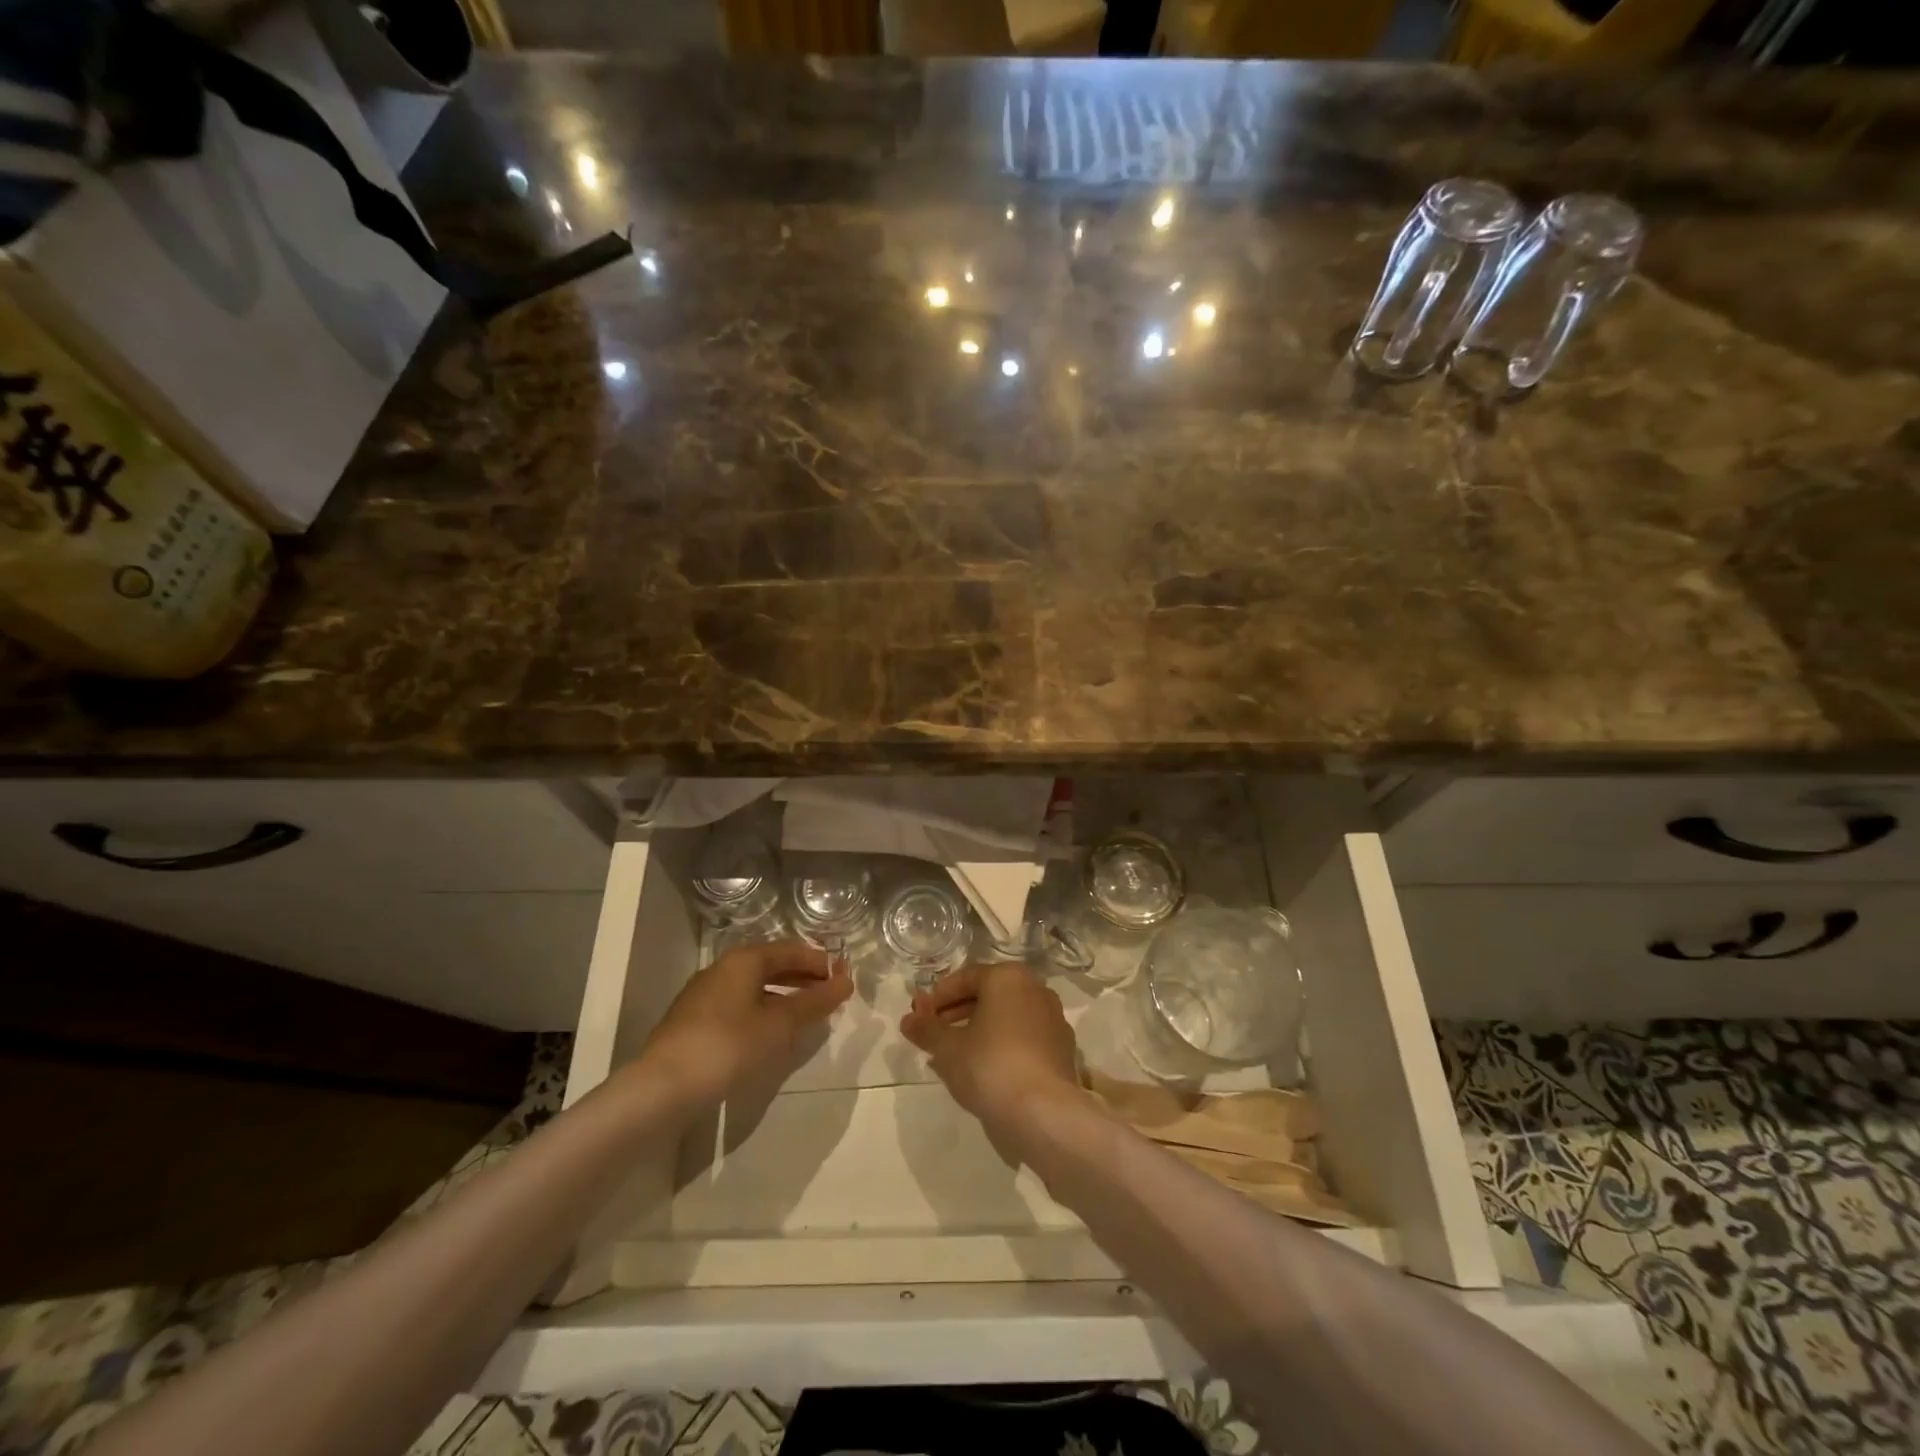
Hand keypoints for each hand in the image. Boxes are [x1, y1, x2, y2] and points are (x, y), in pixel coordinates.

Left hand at [638, 940, 851, 1110]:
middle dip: (804, 978)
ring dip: (784, 996)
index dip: (821, 962)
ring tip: (807, 1016)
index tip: (844, 978)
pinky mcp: (694, 1021)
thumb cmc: (728, 1047)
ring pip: (755, 987)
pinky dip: (763, 1011)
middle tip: (831, 996)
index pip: (791, 950)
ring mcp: (705, 994)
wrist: (662, 1088)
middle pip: (772, 965)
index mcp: (744, 960)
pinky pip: (740, 1005)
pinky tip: (772, 1033)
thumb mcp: (779, 1025)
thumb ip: (814, 1002)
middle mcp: (723, 968)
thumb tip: (845, 982)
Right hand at [900, 962, 1080, 1135]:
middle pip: (989, 995)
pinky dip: (1002, 1046)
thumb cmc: (990, 1066)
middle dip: (958, 1013)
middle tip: (934, 1034)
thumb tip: (908, 1020)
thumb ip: (927, 1030)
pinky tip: (984, 1071)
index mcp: (1009, 977)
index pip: (966, 977)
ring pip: (1007, 1017)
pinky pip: (1024, 1038)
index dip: (938, 997)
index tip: (920, 1016)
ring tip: (954, 1056)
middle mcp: (1036, 989)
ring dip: (979, 1030)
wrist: (1044, 1113)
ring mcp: (1054, 1019)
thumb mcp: (948, 1048)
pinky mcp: (1063, 1049)